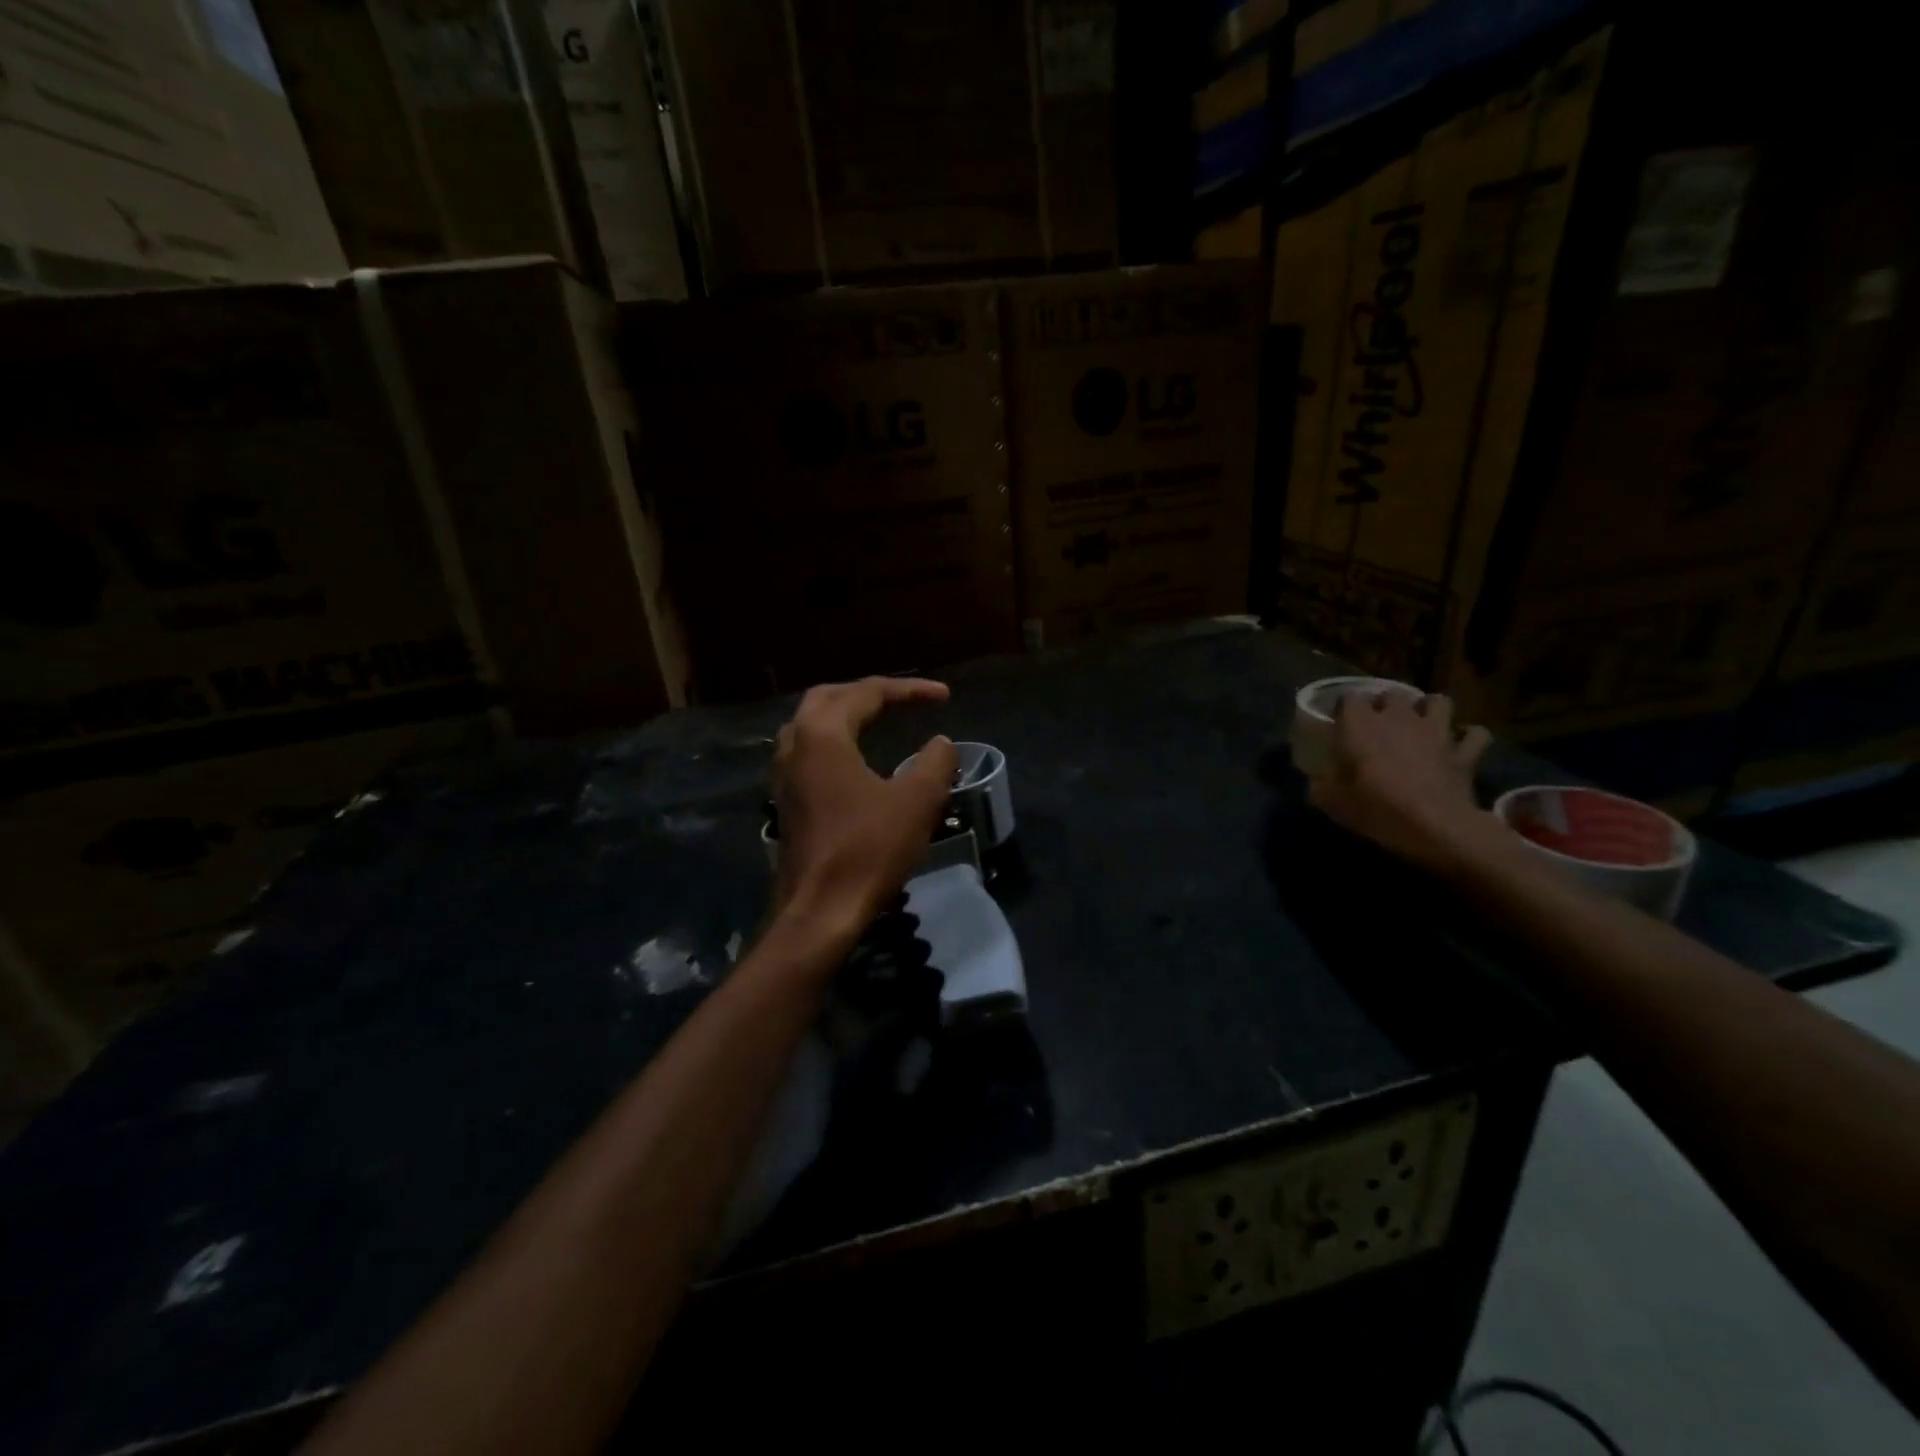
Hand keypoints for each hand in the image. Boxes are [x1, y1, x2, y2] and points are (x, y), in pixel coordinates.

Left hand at [771, 677, 958, 941]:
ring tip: (877, 720)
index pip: (867, 693)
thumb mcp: (917, 801)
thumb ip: (935, 762)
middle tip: (901, 699)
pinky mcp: (786, 801)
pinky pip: (807, 753)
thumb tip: (940, 743)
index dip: (908, 690)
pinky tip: (854, 761)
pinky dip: (833, 742)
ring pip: (810, 725)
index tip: (944, 697)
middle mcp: (795, 745)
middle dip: (866, 693)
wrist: (821, 909)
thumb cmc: (868, 849)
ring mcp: (784, 775)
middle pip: (828, 698)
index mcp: (823, 734)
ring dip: (844, 715)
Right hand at [1307, 691, 1497, 872]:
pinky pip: (1474, 734)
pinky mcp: (1464, 752)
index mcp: (1361, 726)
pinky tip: (1460, 744)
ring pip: (1438, 701)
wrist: (1436, 827)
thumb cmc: (1377, 809)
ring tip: (1422, 723)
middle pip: (1393, 694)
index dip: (1346, 707)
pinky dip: (1468, 737)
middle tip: (1380, 723)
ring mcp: (1436, 732)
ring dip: (1429, 709)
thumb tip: (1315, 782)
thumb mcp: (1333, 803)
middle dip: (1386, 704)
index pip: (1350, 697)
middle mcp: (1398, 719)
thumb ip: (1320, 786)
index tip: (1342, 721)